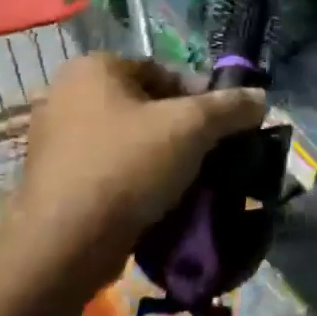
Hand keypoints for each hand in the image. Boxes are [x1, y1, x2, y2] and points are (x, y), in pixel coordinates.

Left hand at [10, 55, 266, 274]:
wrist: (64, 247)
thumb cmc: (128, 166)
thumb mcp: (193, 127)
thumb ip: (231, 107)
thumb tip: (261, 98)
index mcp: (95, 68)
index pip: (166, 72)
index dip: (203, 97)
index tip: (225, 127)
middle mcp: (67, 95)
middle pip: (149, 107)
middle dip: (184, 131)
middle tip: (212, 156)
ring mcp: (56, 140)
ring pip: (131, 141)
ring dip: (164, 158)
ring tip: (192, 183)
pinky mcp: (55, 181)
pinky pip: (111, 169)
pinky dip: (138, 180)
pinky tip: (161, 203)